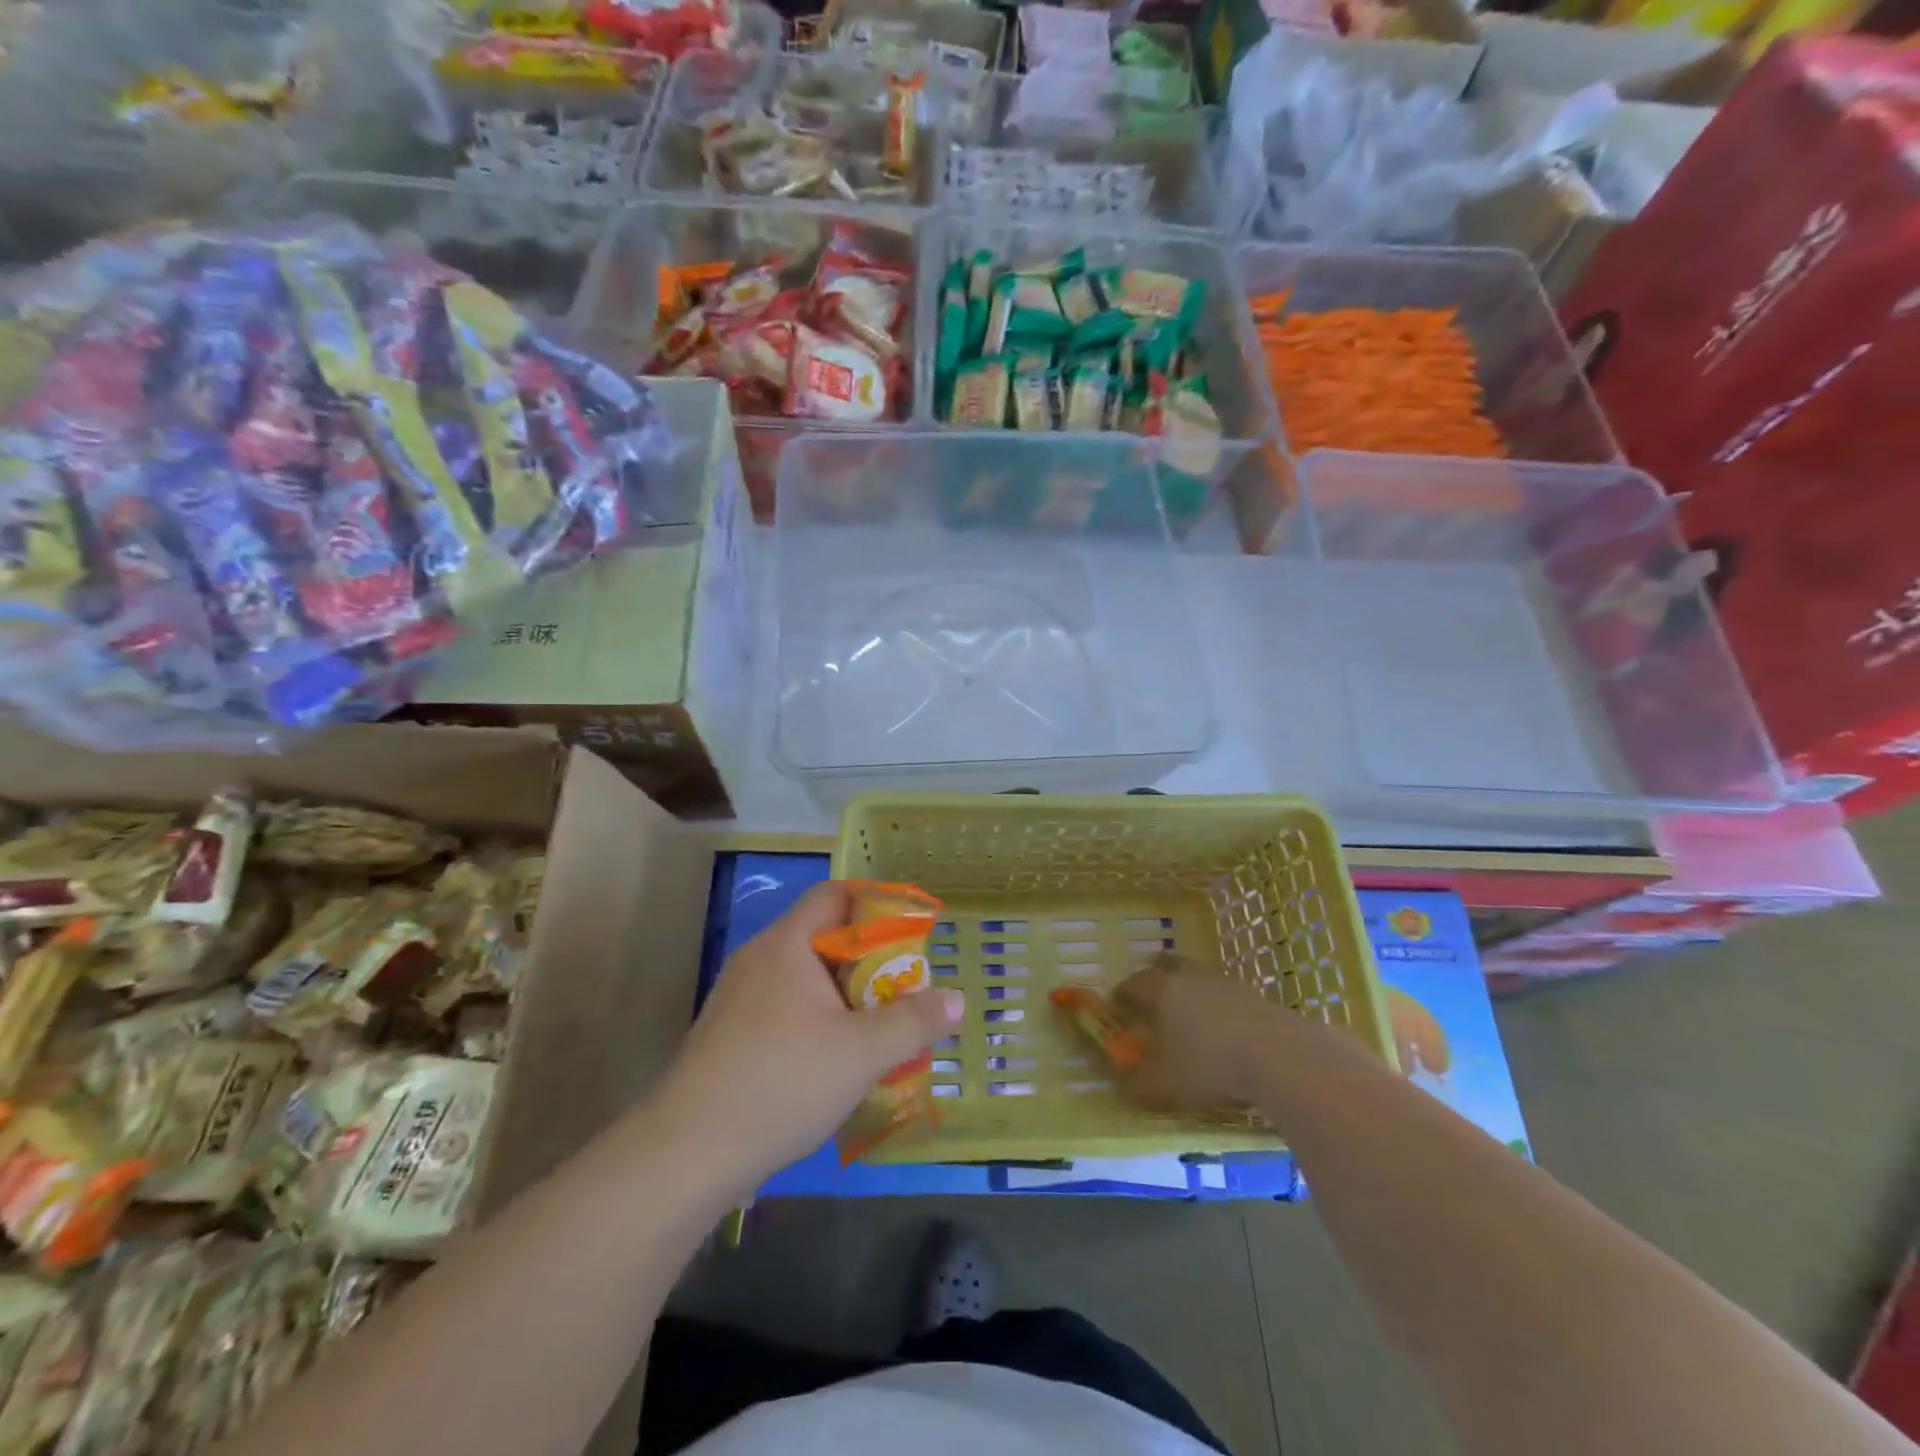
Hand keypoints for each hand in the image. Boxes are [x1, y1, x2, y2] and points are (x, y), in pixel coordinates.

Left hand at [650, 882, 963, 1198]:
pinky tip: (835, 1061)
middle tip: (904, 987)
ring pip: (804, 979)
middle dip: (868, 959)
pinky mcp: (728, 1035)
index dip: (874, 903)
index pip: (833, 895)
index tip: (910, 930)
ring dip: (843, 996)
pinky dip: (816, 1020)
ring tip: (878, 1026)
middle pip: (822, 937)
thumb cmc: (781, 1083)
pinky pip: (784, 1009)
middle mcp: (759, 959)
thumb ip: (913, 1022)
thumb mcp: (861, 1053)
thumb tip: (957, 1000)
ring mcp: (738, 998)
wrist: (685, 1154)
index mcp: (787, 944)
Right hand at [1110, 954, 1279, 1112]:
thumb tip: (1120, 1085)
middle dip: (1155, 978)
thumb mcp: (1164, 1086)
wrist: (1280, 1057)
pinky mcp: (1255, 995)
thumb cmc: (1209, 1065)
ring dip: (1190, 991)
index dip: (1121, 995)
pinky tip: (1225, 1031)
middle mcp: (1189, 977)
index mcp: (1161, 991)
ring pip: (1198, 977)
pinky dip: (1219, 1007)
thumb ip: (1136, 1085)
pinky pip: (1226, 994)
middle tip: (1152, 999)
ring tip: (1190, 1018)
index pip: (1132, 984)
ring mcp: (1225, 982)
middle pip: (1166, 966)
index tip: (1117, 1008)